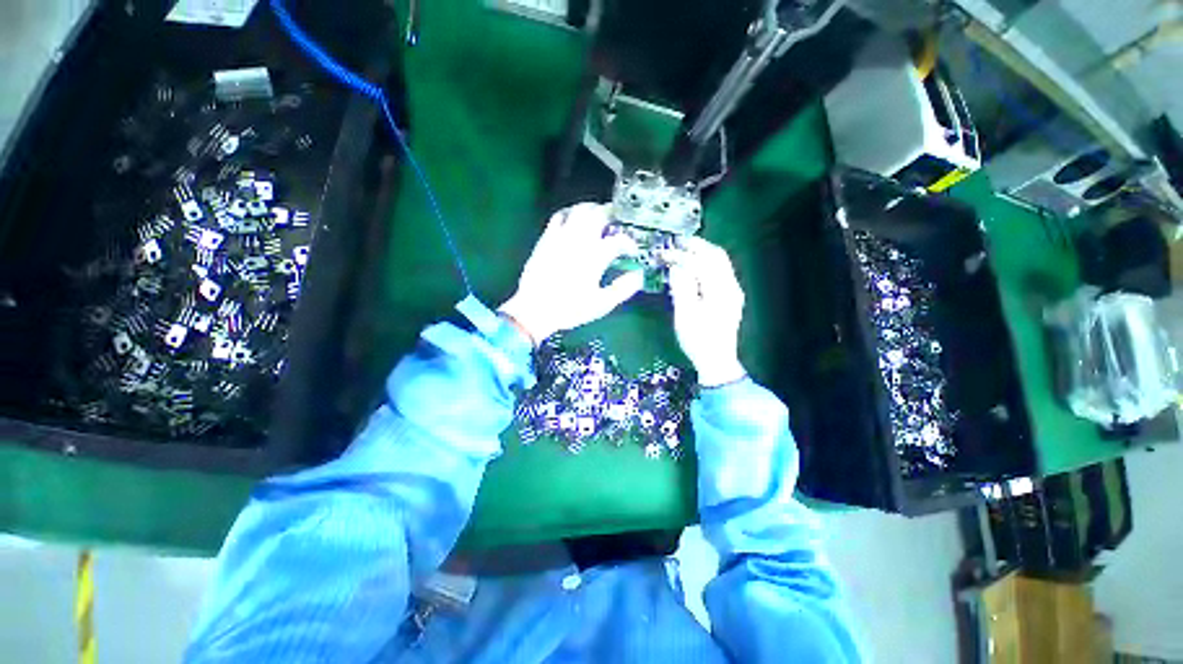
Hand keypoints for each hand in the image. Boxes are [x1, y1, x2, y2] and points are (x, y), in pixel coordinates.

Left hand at [499, 203, 642, 343]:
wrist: (535, 309)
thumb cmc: (571, 309)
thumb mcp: (602, 304)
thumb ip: (623, 289)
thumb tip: (638, 275)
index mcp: (596, 256)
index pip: (618, 240)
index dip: (629, 243)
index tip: (631, 251)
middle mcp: (580, 240)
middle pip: (600, 214)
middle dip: (613, 214)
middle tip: (618, 220)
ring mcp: (562, 236)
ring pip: (580, 210)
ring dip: (592, 209)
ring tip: (598, 215)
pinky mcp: (547, 238)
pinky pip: (559, 216)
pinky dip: (570, 213)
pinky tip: (573, 219)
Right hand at [666, 237, 746, 386]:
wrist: (717, 361)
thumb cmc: (698, 339)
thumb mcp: (685, 314)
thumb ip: (682, 287)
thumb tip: (676, 267)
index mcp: (720, 290)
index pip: (700, 263)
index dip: (681, 255)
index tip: (664, 253)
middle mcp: (731, 286)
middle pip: (717, 256)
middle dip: (696, 246)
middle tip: (677, 243)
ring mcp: (733, 291)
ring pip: (720, 263)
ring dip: (703, 253)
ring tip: (684, 250)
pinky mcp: (730, 298)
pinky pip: (720, 272)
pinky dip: (707, 264)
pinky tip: (695, 267)